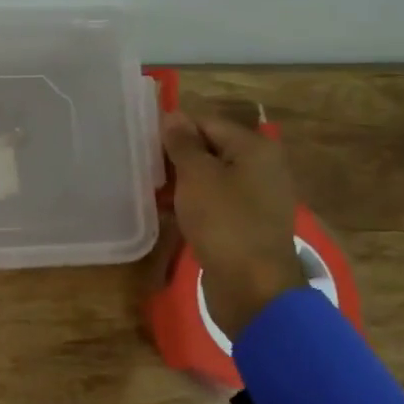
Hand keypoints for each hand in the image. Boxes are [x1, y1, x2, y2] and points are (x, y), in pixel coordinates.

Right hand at [160, 108, 305, 338]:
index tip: (142, 144)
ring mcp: (255, 198)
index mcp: (254, 148)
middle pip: (210, 150)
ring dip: (181, 183)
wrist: (253, 288)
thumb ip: (183, 144)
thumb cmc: (224, 222)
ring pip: (210, 179)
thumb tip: (173, 116)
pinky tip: (168, 213)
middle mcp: (260, 167)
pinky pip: (215, 203)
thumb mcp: (197, 176)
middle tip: (142, 169)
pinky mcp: (246, 224)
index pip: (207, 123)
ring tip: (150, 192)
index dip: (174, 131)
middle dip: (176, 158)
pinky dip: (193, 204)